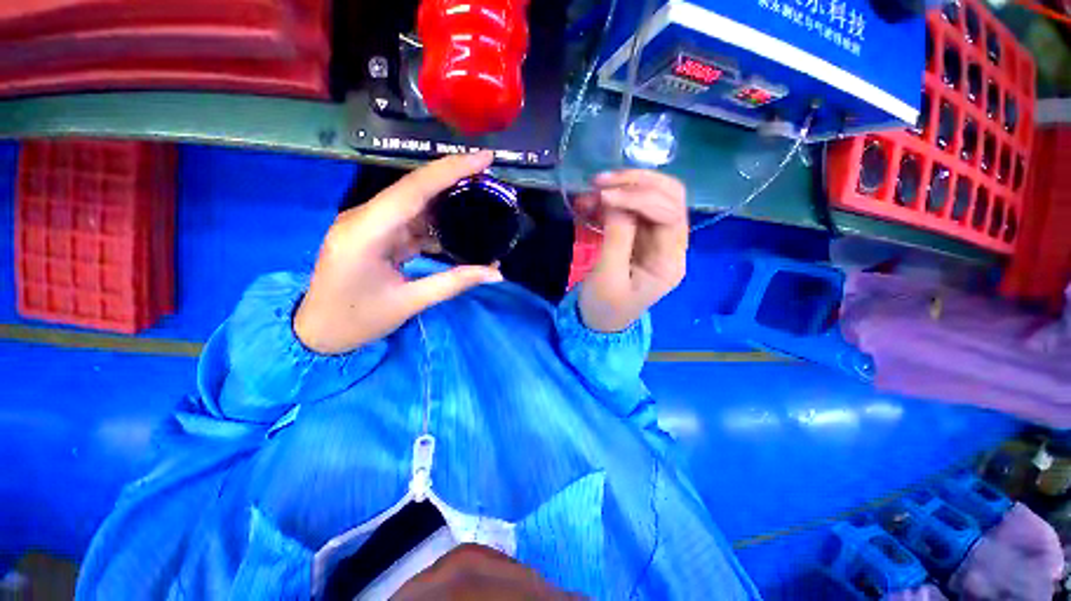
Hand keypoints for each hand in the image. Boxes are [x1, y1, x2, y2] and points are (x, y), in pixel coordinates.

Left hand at [294, 152, 502, 354]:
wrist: (317, 333)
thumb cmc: (358, 320)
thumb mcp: (410, 303)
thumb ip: (454, 282)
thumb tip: (496, 273)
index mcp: (366, 232)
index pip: (413, 189)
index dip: (450, 169)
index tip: (484, 158)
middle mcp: (364, 218)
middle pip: (414, 189)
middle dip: (452, 179)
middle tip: (488, 175)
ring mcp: (367, 224)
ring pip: (413, 203)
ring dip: (445, 202)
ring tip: (480, 200)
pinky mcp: (373, 233)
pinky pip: (409, 220)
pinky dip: (434, 223)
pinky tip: (456, 227)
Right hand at [575, 170, 687, 332]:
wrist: (599, 322)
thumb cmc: (604, 307)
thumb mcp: (607, 277)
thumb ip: (616, 238)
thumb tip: (617, 201)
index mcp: (669, 263)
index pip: (669, 215)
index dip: (639, 199)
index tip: (605, 197)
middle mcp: (671, 246)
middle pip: (670, 198)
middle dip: (637, 183)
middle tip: (600, 182)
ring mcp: (657, 239)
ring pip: (654, 196)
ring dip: (625, 186)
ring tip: (593, 188)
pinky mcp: (642, 237)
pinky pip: (634, 208)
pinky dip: (615, 199)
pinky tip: (593, 200)